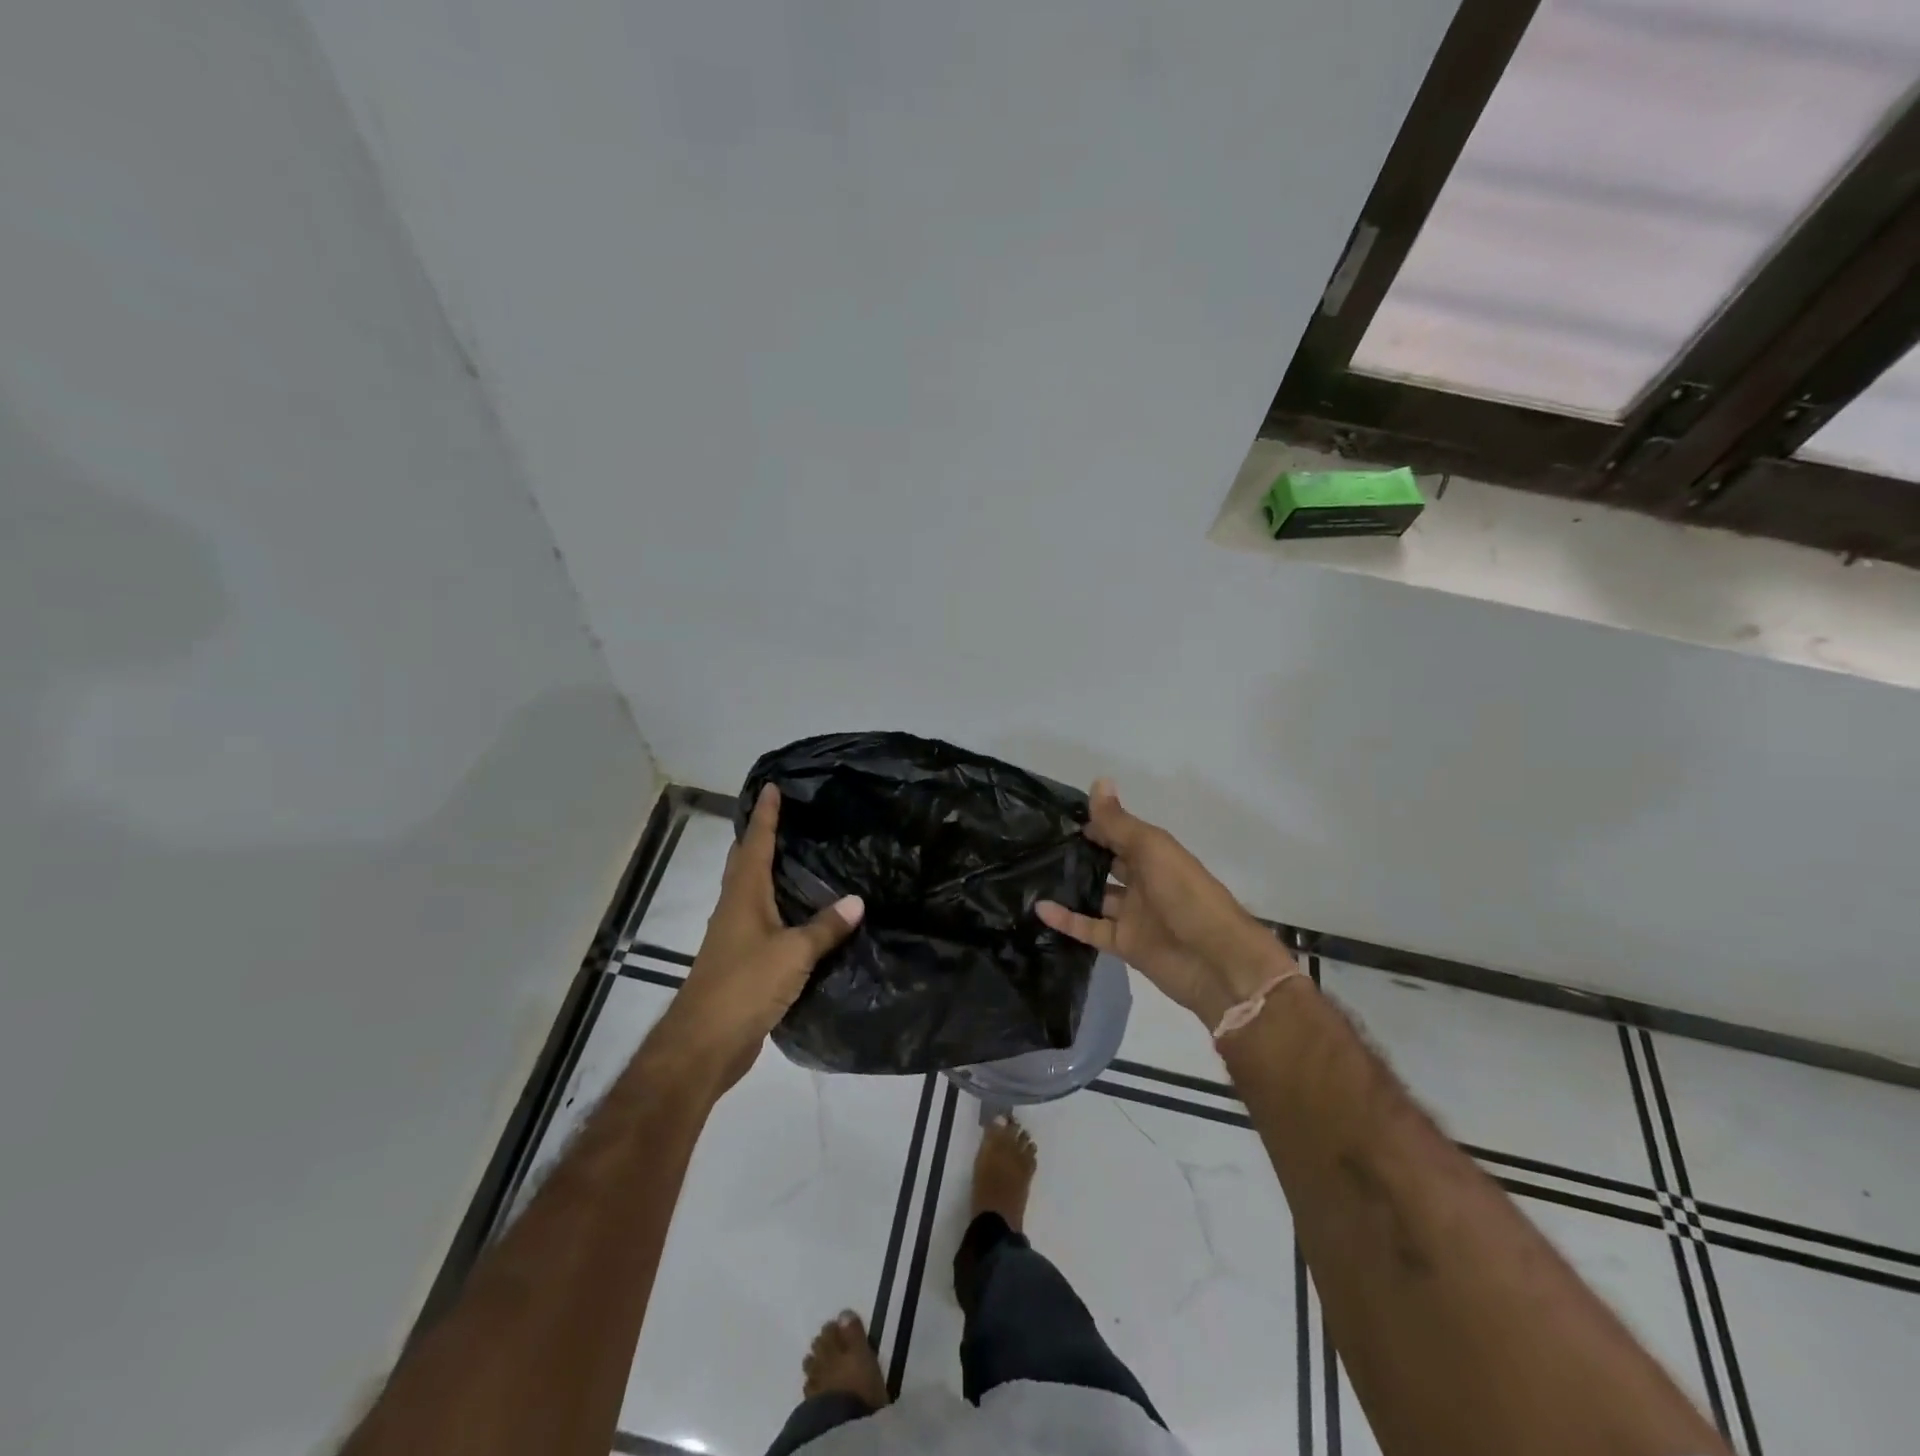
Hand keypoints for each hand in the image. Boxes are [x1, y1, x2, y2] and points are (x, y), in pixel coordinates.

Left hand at [661, 785, 863, 1093]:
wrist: (705, 1042)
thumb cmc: (745, 985)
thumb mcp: (793, 953)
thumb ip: (826, 927)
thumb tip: (858, 900)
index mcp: (744, 896)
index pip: (756, 844)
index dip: (765, 815)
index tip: (771, 787)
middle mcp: (735, 908)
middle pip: (746, 863)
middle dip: (761, 837)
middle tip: (787, 817)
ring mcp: (735, 936)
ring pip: (752, 891)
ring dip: (768, 871)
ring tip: (799, 857)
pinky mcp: (741, 961)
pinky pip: (762, 920)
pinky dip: (778, 906)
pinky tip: (800, 914)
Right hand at [1037, 779, 1292, 1026]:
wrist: (1216, 961)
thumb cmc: (1186, 895)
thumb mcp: (1152, 849)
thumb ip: (1119, 822)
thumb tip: (1098, 780)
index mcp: (1154, 854)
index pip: (1118, 833)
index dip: (1092, 823)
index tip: (1054, 816)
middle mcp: (1143, 880)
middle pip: (1106, 863)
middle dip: (1079, 854)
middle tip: (1036, 844)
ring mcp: (1132, 914)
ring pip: (1096, 896)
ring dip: (1070, 886)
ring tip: (1030, 874)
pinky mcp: (1123, 943)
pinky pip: (1089, 928)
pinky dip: (1065, 920)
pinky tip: (1039, 907)